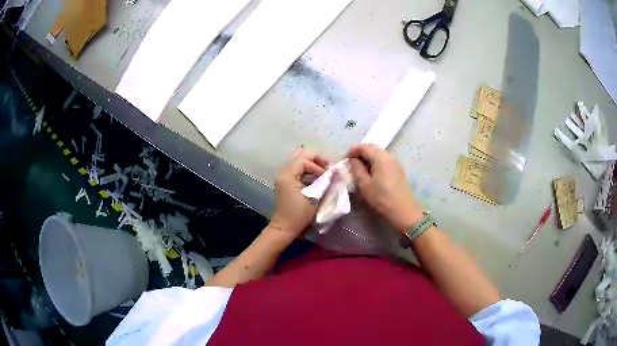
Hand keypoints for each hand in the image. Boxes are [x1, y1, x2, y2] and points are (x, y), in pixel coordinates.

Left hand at [270, 148, 329, 239]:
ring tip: (325, 171)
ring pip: (299, 160)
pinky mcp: (286, 181)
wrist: (285, 228)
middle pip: (301, 154)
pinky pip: (298, 168)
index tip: (329, 174)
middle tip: (329, 168)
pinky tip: (318, 176)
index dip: (319, 163)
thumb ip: (324, 182)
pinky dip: (309, 169)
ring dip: (313, 163)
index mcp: (287, 174)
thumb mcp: (314, 197)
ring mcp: (283, 176)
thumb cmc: (299, 215)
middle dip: (317, 159)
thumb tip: (334, 172)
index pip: (305, 159)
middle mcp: (283, 171)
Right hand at [347, 144, 422, 232]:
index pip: (364, 146)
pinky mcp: (398, 171)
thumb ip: (356, 169)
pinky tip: (372, 175)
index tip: (345, 160)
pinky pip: (384, 161)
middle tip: (351, 164)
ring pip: (379, 154)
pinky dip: (375, 163)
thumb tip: (353, 160)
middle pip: (372, 148)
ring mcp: (395, 163)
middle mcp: (389, 156)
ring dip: (368, 159)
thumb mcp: (364, 184)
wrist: (403, 211)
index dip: (352, 151)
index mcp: (380, 157)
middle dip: (360, 153)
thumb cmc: (381, 198)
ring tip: (360, 170)